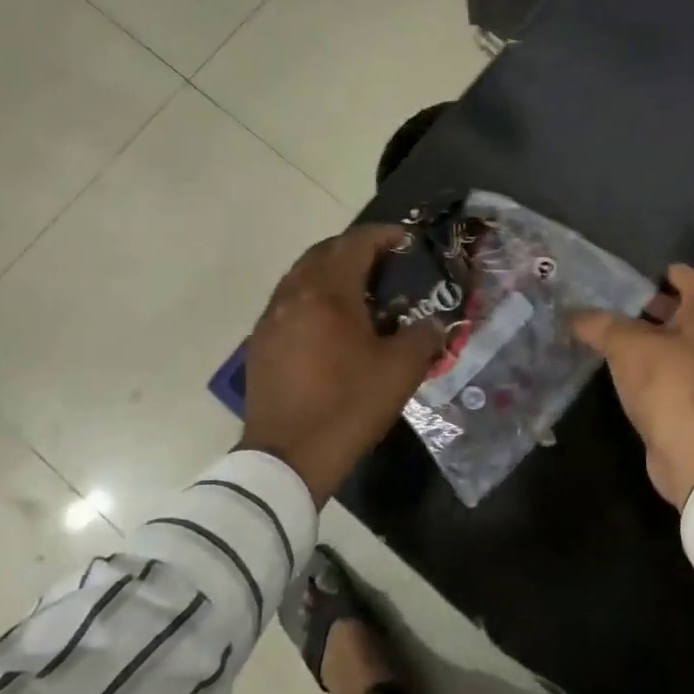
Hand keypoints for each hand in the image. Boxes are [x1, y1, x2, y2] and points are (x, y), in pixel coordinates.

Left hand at [240, 224, 443, 504]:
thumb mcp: (400, 370)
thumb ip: (423, 336)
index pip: (356, 243)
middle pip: (324, 252)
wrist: (288, 458)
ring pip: (302, 275)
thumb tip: (433, 323)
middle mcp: (294, 294)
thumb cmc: (348, 406)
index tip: (406, 241)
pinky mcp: (260, 342)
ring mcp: (271, 318)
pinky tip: (330, 324)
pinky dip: (312, 297)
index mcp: (328, 292)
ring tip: (359, 291)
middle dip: (355, 249)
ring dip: (330, 272)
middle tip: (385, 263)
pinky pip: (289, 302)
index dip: (384, 235)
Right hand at [571, 264, 693, 509]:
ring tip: (613, 342)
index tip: (647, 275)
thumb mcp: (626, 345)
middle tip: (620, 308)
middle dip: (656, 309)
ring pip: (680, 348)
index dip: (673, 274)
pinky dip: (653, 371)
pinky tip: (625, 377)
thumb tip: (574, 315)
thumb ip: (599, 324)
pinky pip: (675, 377)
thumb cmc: (669, 384)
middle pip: (688, 315)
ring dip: (652, 343)